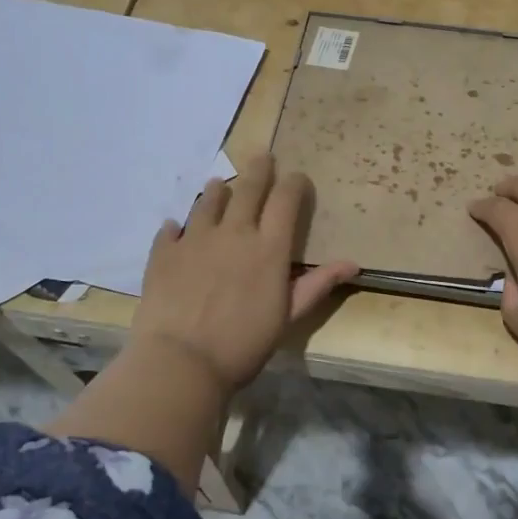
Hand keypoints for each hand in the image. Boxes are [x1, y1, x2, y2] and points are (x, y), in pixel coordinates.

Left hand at [131, 154, 357, 395]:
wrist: (181, 361)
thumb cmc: (243, 344)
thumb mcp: (288, 317)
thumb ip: (317, 285)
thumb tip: (353, 263)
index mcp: (268, 247)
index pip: (286, 200)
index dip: (294, 184)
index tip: (297, 178)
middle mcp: (234, 232)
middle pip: (248, 188)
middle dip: (259, 169)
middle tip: (262, 156)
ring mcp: (195, 239)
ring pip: (208, 201)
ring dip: (217, 191)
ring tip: (218, 184)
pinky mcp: (164, 253)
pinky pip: (171, 230)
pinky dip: (177, 226)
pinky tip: (175, 227)